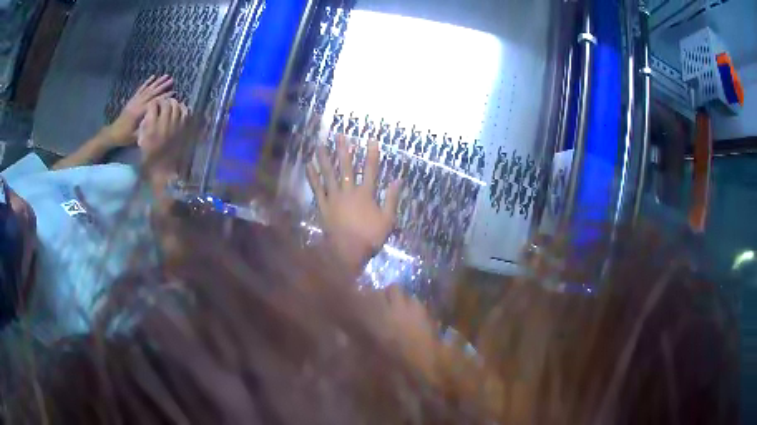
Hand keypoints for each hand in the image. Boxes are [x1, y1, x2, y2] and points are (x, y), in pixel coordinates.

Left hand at [107, 75, 174, 146]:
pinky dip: (147, 82)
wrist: (113, 133)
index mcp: (139, 112)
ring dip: (157, 82)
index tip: (174, 92)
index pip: (154, 102)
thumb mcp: (136, 137)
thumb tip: (158, 122)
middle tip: (172, 80)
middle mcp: (137, 104)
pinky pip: (141, 89)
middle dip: (163, 86)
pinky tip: (152, 77)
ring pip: (148, 89)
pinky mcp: (132, 100)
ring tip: (166, 76)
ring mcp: (135, 100)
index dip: (164, 97)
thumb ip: (146, 128)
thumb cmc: (125, 137)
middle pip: (152, 92)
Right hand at [138, 98, 188, 173]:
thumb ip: (144, 126)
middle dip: (163, 102)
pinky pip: (186, 113)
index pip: (153, 106)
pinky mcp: (184, 129)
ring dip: (173, 104)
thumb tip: (148, 114)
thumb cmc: (149, 158)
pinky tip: (179, 111)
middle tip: (162, 105)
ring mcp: (176, 126)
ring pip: (177, 106)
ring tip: (170, 106)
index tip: (152, 107)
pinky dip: (183, 109)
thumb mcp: (141, 142)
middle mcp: (164, 124)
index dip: (152, 104)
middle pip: (166, 103)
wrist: (163, 171)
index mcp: (152, 128)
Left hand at [307, 133, 401, 272]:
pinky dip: (312, 177)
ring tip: (320, 145)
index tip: (371, 139)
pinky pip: (317, 189)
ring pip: (328, 174)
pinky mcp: (323, 206)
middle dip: (344, 150)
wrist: (347, 252)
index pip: (371, 170)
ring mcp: (334, 198)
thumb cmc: (369, 237)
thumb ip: (391, 199)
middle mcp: (349, 191)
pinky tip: (308, 165)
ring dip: (325, 159)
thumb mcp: (387, 220)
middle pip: (346, 167)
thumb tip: (397, 180)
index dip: (371, 154)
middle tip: (339, 135)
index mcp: (366, 194)